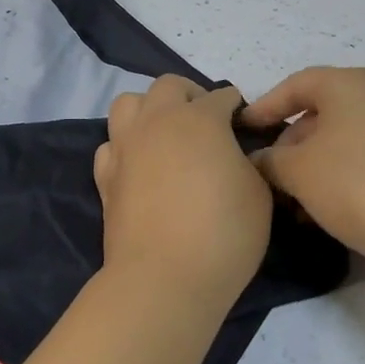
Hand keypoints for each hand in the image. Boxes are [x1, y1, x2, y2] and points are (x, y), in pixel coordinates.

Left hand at [95, 76, 272, 308]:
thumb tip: (236, 155)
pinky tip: (139, 165)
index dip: (235, 107)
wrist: (164, 277)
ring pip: (129, 103)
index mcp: (200, 118)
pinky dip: (124, 146)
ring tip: (165, 134)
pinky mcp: (105, 175)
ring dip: (149, 109)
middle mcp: (158, 121)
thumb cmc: (223, 233)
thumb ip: (249, 163)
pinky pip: (111, 144)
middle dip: (190, 95)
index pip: (221, 97)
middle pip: (169, 86)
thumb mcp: (259, 194)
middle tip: (205, 121)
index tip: (243, 124)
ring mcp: (126, 146)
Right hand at [240, 67, 364, 275]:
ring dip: (317, 164)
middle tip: (270, 175)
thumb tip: (262, 160)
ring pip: (348, 138)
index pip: (296, 84)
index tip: (243, 131)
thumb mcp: (298, 172)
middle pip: (323, 111)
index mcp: (351, 84)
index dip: (265, 106)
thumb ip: (270, 160)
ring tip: (298, 201)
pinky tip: (334, 210)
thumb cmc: (359, 185)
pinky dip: (346, 175)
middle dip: (292, 142)